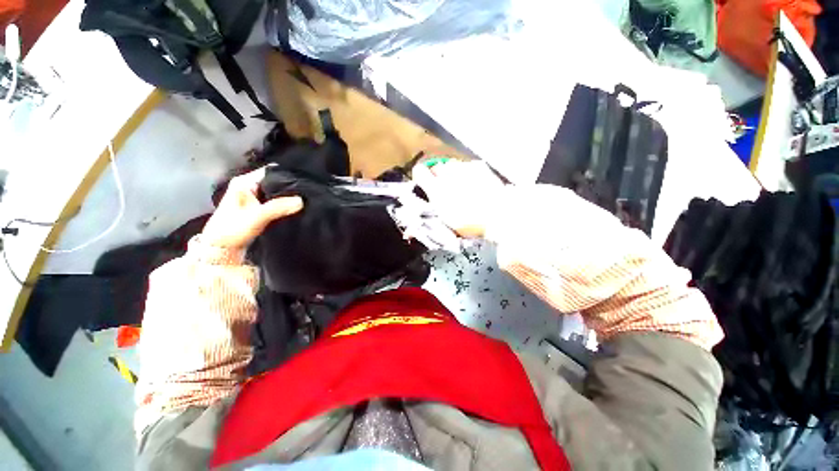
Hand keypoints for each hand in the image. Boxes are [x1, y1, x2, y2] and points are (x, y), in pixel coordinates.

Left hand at [201, 167, 302, 249]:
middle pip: (275, 181)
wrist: (221, 249)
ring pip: (276, 192)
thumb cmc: (232, 229)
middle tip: (308, 192)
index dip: (288, 174)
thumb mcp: (257, 216)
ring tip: (305, 199)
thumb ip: (278, 207)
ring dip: (288, 196)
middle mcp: (249, 186)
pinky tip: (296, 207)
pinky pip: (275, 201)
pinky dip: (284, 204)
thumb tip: (301, 200)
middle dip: (290, 186)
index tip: (304, 181)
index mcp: (244, 182)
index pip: (271, 171)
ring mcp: (253, 197)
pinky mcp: (258, 207)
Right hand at [412, 160, 505, 238]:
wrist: (499, 215)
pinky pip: (467, 166)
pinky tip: (476, 183)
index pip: (419, 172)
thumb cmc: (469, 222)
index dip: (420, 176)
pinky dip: (468, 172)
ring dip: (453, 173)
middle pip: (437, 167)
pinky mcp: (478, 166)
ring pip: (452, 165)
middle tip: (446, 188)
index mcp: (436, 189)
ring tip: (462, 185)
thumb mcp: (446, 220)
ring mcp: (464, 167)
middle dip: (438, 175)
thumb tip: (422, 207)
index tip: (424, 183)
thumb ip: (433, 207)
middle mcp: (447, 174)